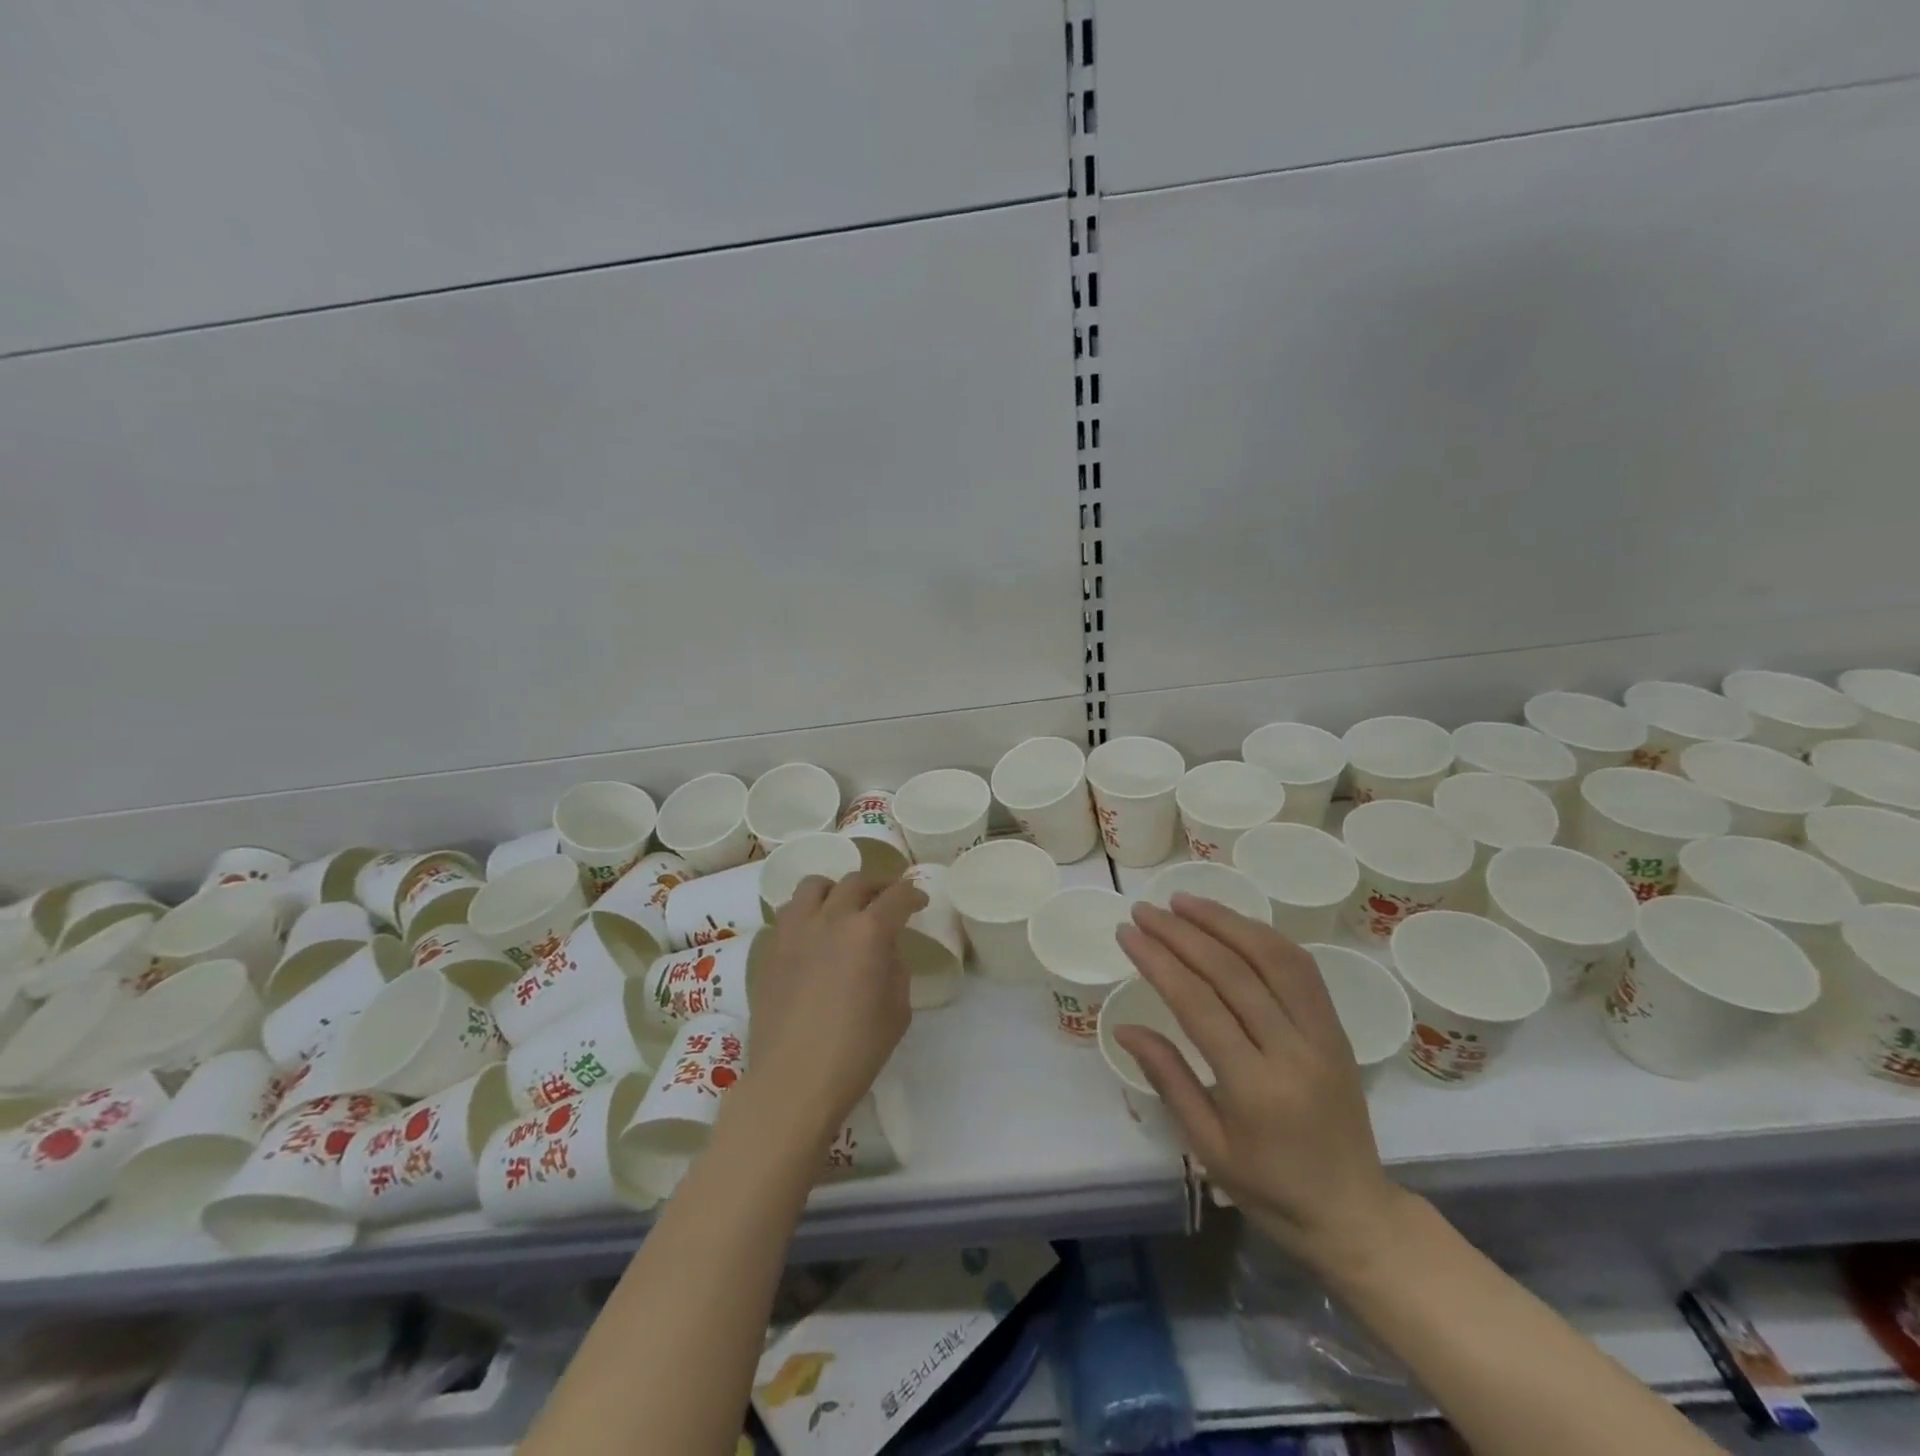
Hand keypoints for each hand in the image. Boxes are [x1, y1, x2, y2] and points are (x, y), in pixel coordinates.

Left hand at [742, 872, 926, 1143]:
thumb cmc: (856, 1051)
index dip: (913, 894)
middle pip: (856, 881)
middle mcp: (830, 919)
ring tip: (842, 907)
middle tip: (886, 898)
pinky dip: (807, 913)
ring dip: (835, 890)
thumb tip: (885, 950)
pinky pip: (789, 913)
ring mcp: (794, 931)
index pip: (897, 896)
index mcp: (868, 932)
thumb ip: (895, 968)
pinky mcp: (769, 949)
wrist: (792, 1081)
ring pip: (814, 886)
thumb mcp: (897, 1011)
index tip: (919, 900)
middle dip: (877, 885)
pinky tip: (813, 934)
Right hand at [1113, 894, 1408, 1269]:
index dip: (1159, 961)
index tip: (1128, 933)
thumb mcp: (1208, 1145)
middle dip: (1183, 933)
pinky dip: (1263, 937)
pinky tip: (1233, 924)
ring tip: (1184, 901)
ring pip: (1274, 957)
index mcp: (1256, 1089)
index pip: (1199, 1005)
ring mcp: (1323, 1035)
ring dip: (1226, 921)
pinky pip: (1301, 968)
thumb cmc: (1271, 1189)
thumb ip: (1168, 1078)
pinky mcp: (1338, 1028)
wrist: (1355, 1214)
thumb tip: (1124, 1027)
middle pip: (1233, 971)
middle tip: (1145, 910)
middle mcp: (1294, 1051)